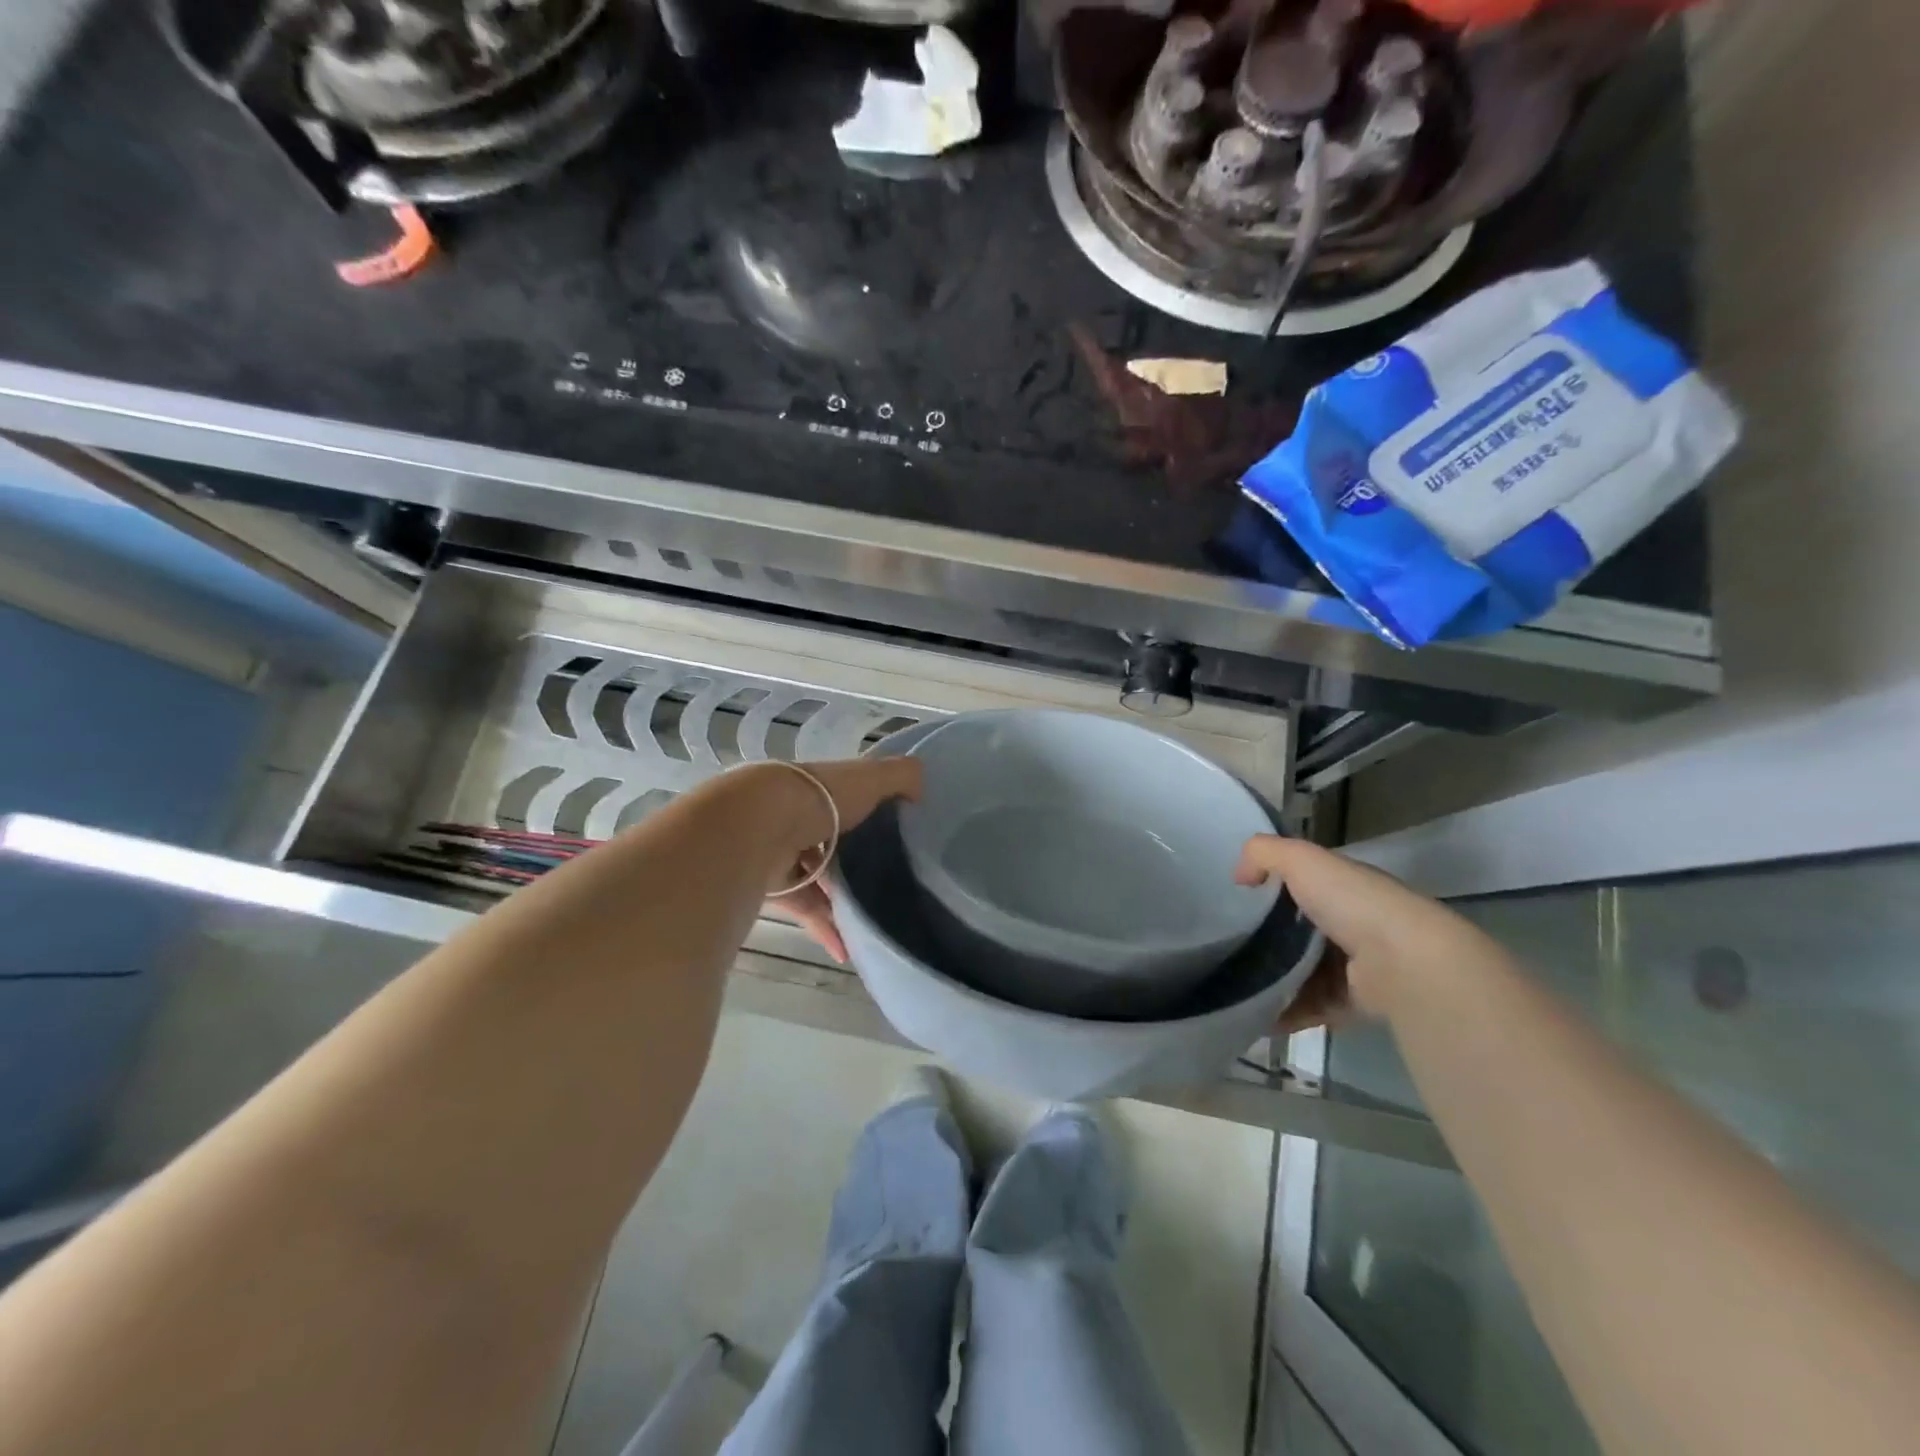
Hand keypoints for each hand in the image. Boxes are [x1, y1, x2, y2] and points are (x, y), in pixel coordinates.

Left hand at [765, 756, 923, 963]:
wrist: (759, 827)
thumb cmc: (820, 797)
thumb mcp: (870, 778)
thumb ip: (900, 776)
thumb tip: (921, 787)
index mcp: (820, 789)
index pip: (847, 801)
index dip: (871, 815)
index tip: (898, 836)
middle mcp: (798, 817)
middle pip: (832, 843)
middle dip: (857, 863)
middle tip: (891, 884)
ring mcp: (782, 853)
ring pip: (818, 880)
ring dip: (842, 901)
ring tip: (875, 921)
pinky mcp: (775, 887)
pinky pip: (805, 910)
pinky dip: (826, 929)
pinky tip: (849, 949)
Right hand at [1235, 834, 1483, 1030]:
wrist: (1405, 962)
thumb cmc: (1352, 902)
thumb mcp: (1301, 860)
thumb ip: (1264, 854)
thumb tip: (1240, 876)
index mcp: (1343, 888)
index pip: (1303, 885)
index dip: (1271, 890)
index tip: (1236, 902)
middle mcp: (1352, 924)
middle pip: (1299, 932)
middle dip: (1266, 940)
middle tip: (1227, 948)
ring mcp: (1355, 966)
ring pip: (1303, 972)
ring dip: (1272, 981)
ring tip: (1235, 986)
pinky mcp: (1354, 1003)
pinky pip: (1312, 1007)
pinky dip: (1286, 1013)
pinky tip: (1256, 1015)